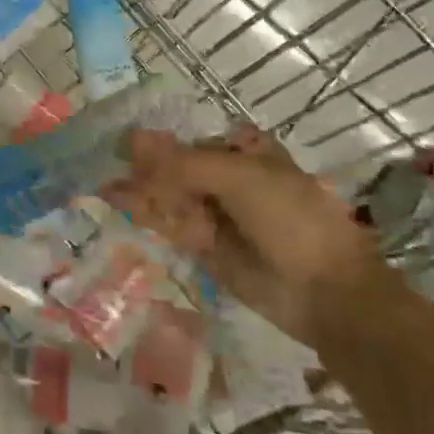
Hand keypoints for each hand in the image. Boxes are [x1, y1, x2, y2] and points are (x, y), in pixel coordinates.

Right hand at [105, 126, 380, 346]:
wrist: (326, 294)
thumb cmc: (292, 220)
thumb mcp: (239, 178)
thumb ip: (184, 162)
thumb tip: (134, 139)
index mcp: (244, 151)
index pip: (190, 138)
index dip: (158, 140)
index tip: (124, 142)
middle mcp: (228, 178)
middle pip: (176, 167)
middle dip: (145, 168)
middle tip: (109, 167)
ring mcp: (217, 213)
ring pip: (170, 196)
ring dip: (140, 192)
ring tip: (107, 189)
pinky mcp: (207, 247)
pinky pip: (171, 226)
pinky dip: (147, 216)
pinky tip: (119, 205)